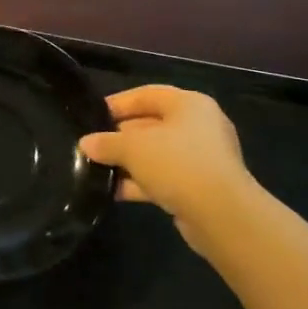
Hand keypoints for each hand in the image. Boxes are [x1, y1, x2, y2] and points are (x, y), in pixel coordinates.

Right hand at [78, 86, 254, 256]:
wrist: (221, 214)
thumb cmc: (177, 163)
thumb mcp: (132, 148)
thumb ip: (106, 142)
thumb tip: (86, 143)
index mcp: (188, 104)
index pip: (147, 94)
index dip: (118, 103)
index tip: (92, 116)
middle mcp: (199, 126)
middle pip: (151, 124)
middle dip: (120, 136)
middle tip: (93, 146)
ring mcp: (202, 158)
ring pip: (157, 153)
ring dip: (129, 162)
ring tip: (98, 170)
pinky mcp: (200, 186)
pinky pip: (164, 177)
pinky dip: (141, 182)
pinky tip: (114, 191)